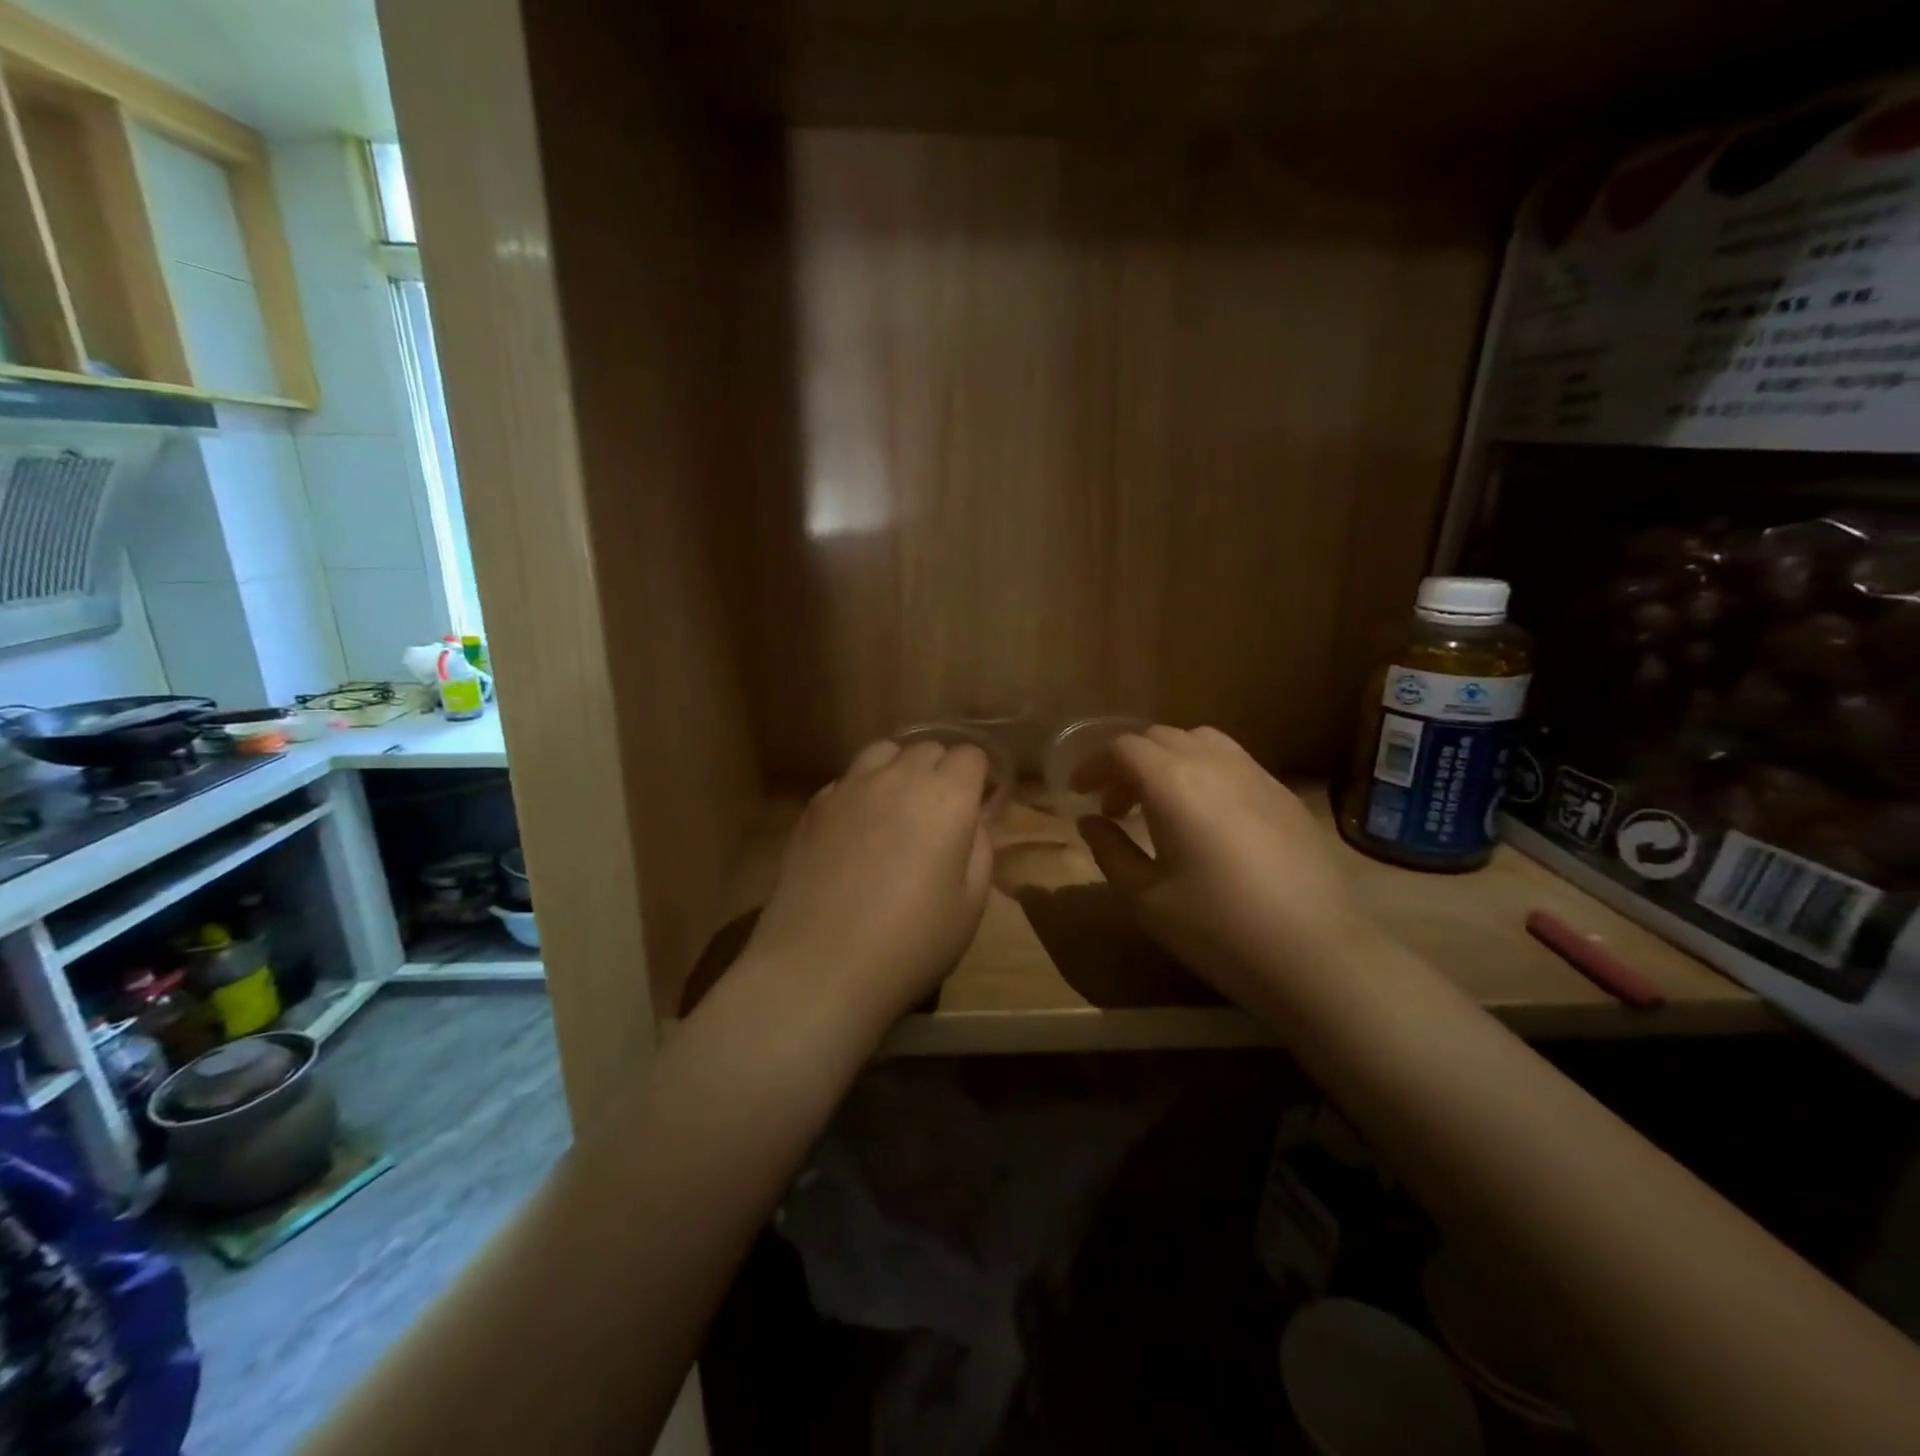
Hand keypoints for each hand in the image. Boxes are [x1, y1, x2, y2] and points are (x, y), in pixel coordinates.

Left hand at [742, 739, 992, 1032]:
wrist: (821, 966)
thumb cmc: (911, 943)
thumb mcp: (971, 905)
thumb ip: (979, 849)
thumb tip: (971, 822)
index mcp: (946, 798)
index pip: (970, 755)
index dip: (978, 777)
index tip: (976, 805)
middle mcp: (898, 778)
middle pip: (927, 748)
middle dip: (941, 770)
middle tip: (940, 813)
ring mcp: (850, 788)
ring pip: (882, 752)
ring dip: (898, 769)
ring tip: (897, 807)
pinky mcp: (814, 807)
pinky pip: (847, 780)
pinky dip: (861, 791)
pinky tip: (857, 829)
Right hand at [1077, 726, 1365, 999]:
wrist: (1316, 954)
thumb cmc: (1218, 929)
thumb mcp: (1146, 898)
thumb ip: (1110, 851)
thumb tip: (1090, 822)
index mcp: (1173, 783)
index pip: (1123, 749)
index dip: (1094, 765)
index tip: (1079, 793)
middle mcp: (1214, 764)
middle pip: (1159, 738)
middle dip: (1127, 763)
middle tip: (1114, 806)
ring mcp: (1256, 775)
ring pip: (1200, 741)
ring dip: (1167, 760)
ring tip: (1159, 803)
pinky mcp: (1284, 795)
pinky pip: (1233, 761)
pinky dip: (1203, 771)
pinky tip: (1205, 817)